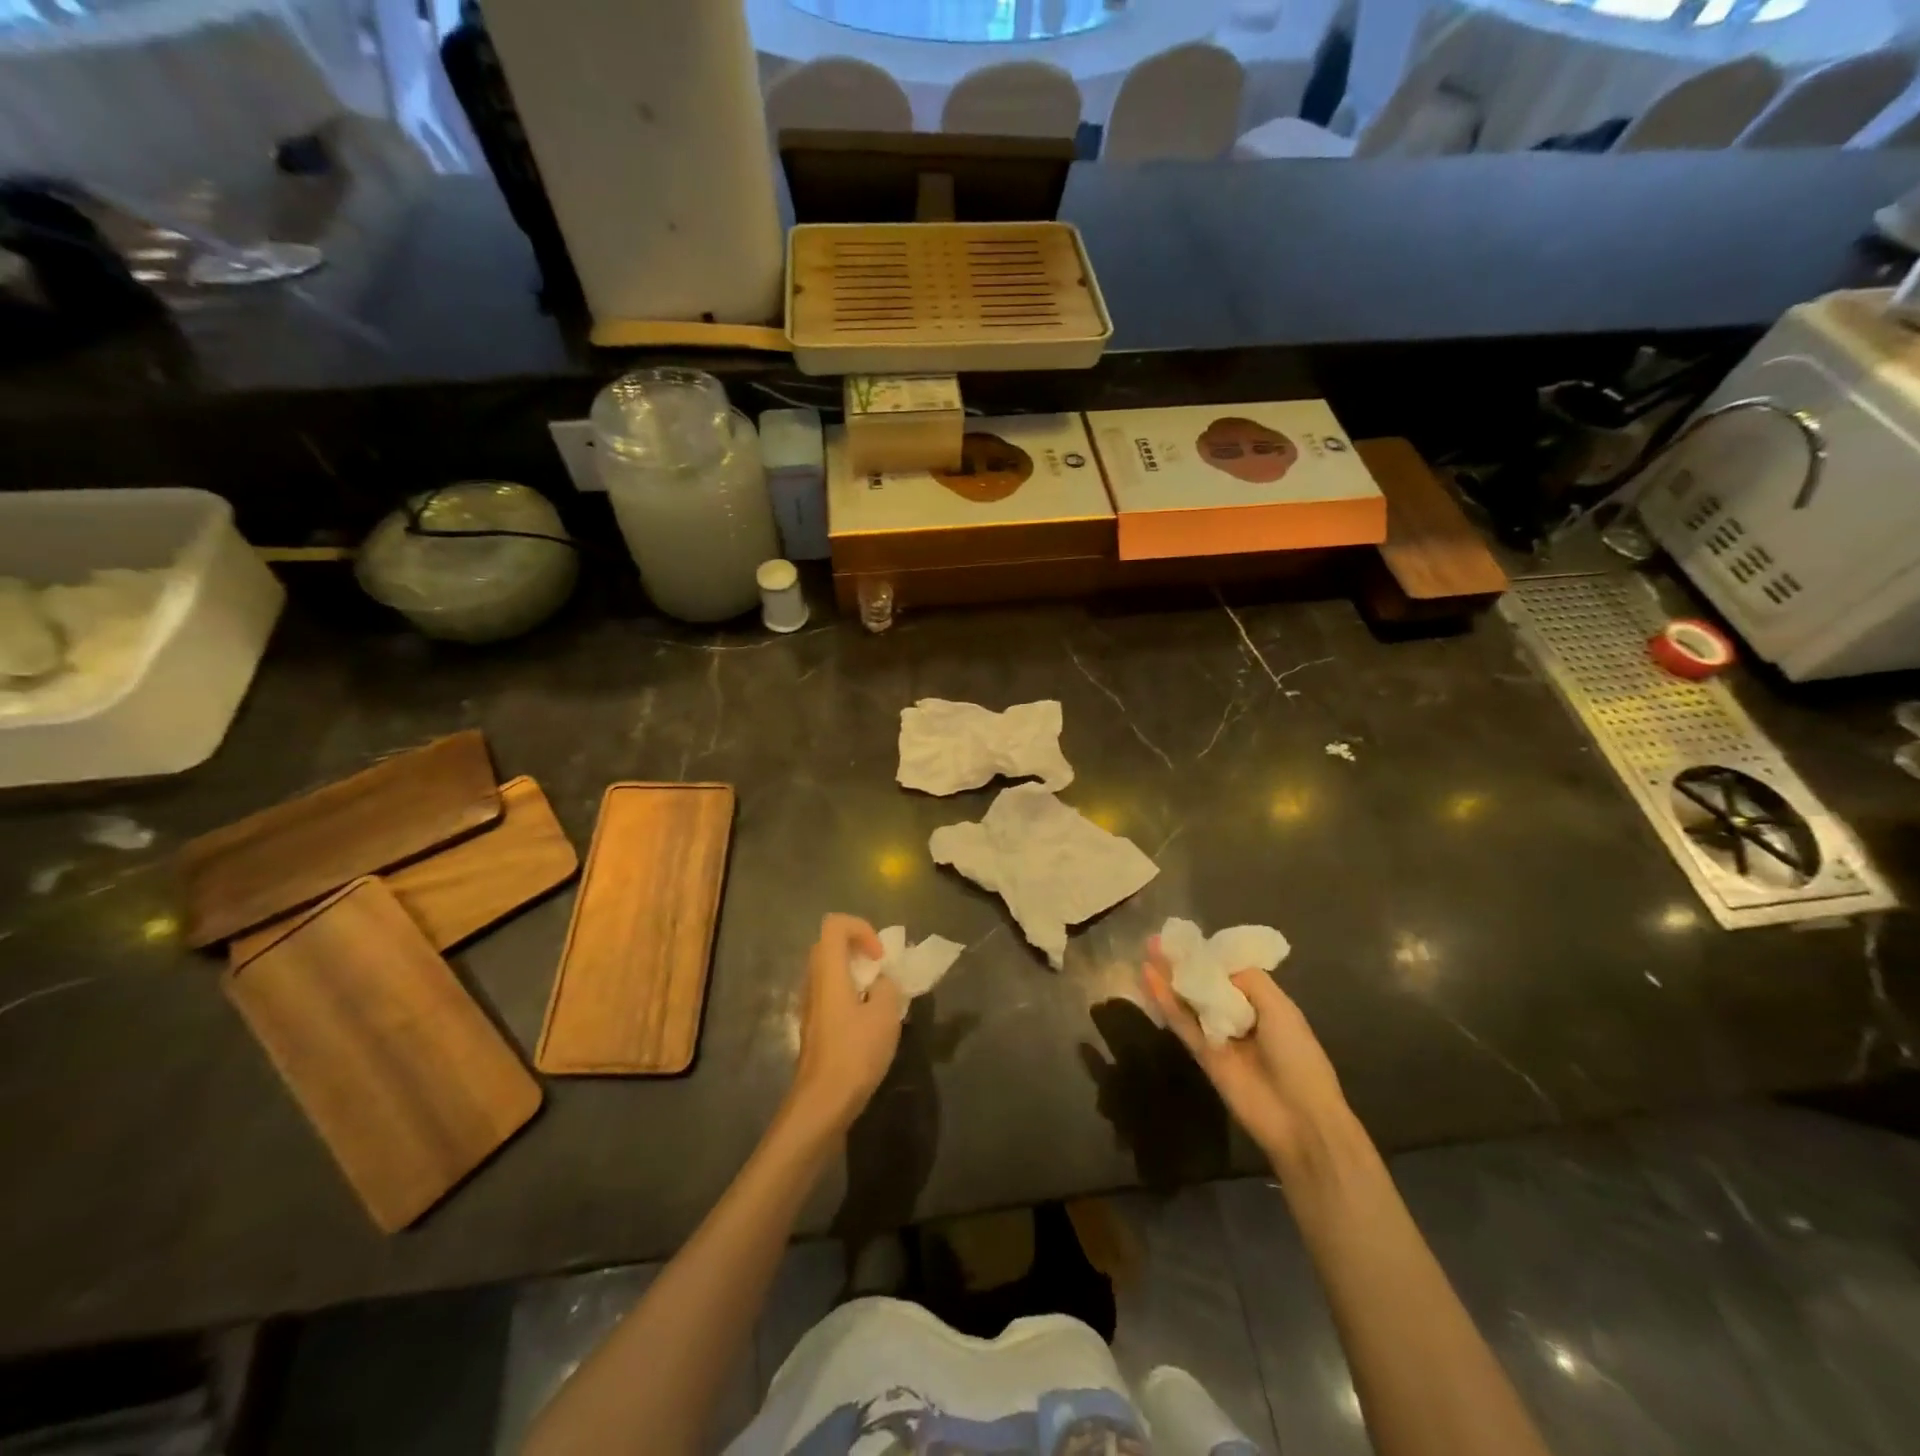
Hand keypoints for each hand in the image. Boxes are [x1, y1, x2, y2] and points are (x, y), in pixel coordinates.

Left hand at [787, 914, 903, 1135]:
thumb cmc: (854, 1053)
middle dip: (859, 949)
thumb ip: (886, 988)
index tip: (880, 956)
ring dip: (856, 974)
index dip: (861, 929)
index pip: (835, 925)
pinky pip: (831, 994)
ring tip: (880, 997)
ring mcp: (810, 1005)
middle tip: (881, 970)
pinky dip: (850, 995)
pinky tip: (869, 1022)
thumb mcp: (884, 1015)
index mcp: (828, 971)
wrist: (823, 1103)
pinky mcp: (814, 1026)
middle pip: (830, 945)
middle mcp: (813, 982)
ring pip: (830, 971)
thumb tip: (880, 983)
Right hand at [1141, 938, 1349, 1171]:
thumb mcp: (1281, 1008)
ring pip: (1188, 1001)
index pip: (1230, 971)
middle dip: (1184, 962)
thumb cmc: (1298, 1056)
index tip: (1186, 936)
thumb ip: (1248, 980)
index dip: (1209, 954)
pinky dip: (1165, 1001)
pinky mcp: (1201, 1054)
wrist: (1299, 1118)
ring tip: (1148, 949)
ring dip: (1169, 977)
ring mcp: (1218, 1035)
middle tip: (1158, 940)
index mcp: (1263, 1003)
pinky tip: (1149, 978)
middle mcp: (1239, 1015)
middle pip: (1205, 983)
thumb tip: (1215, 963)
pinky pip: (1181, 1023)